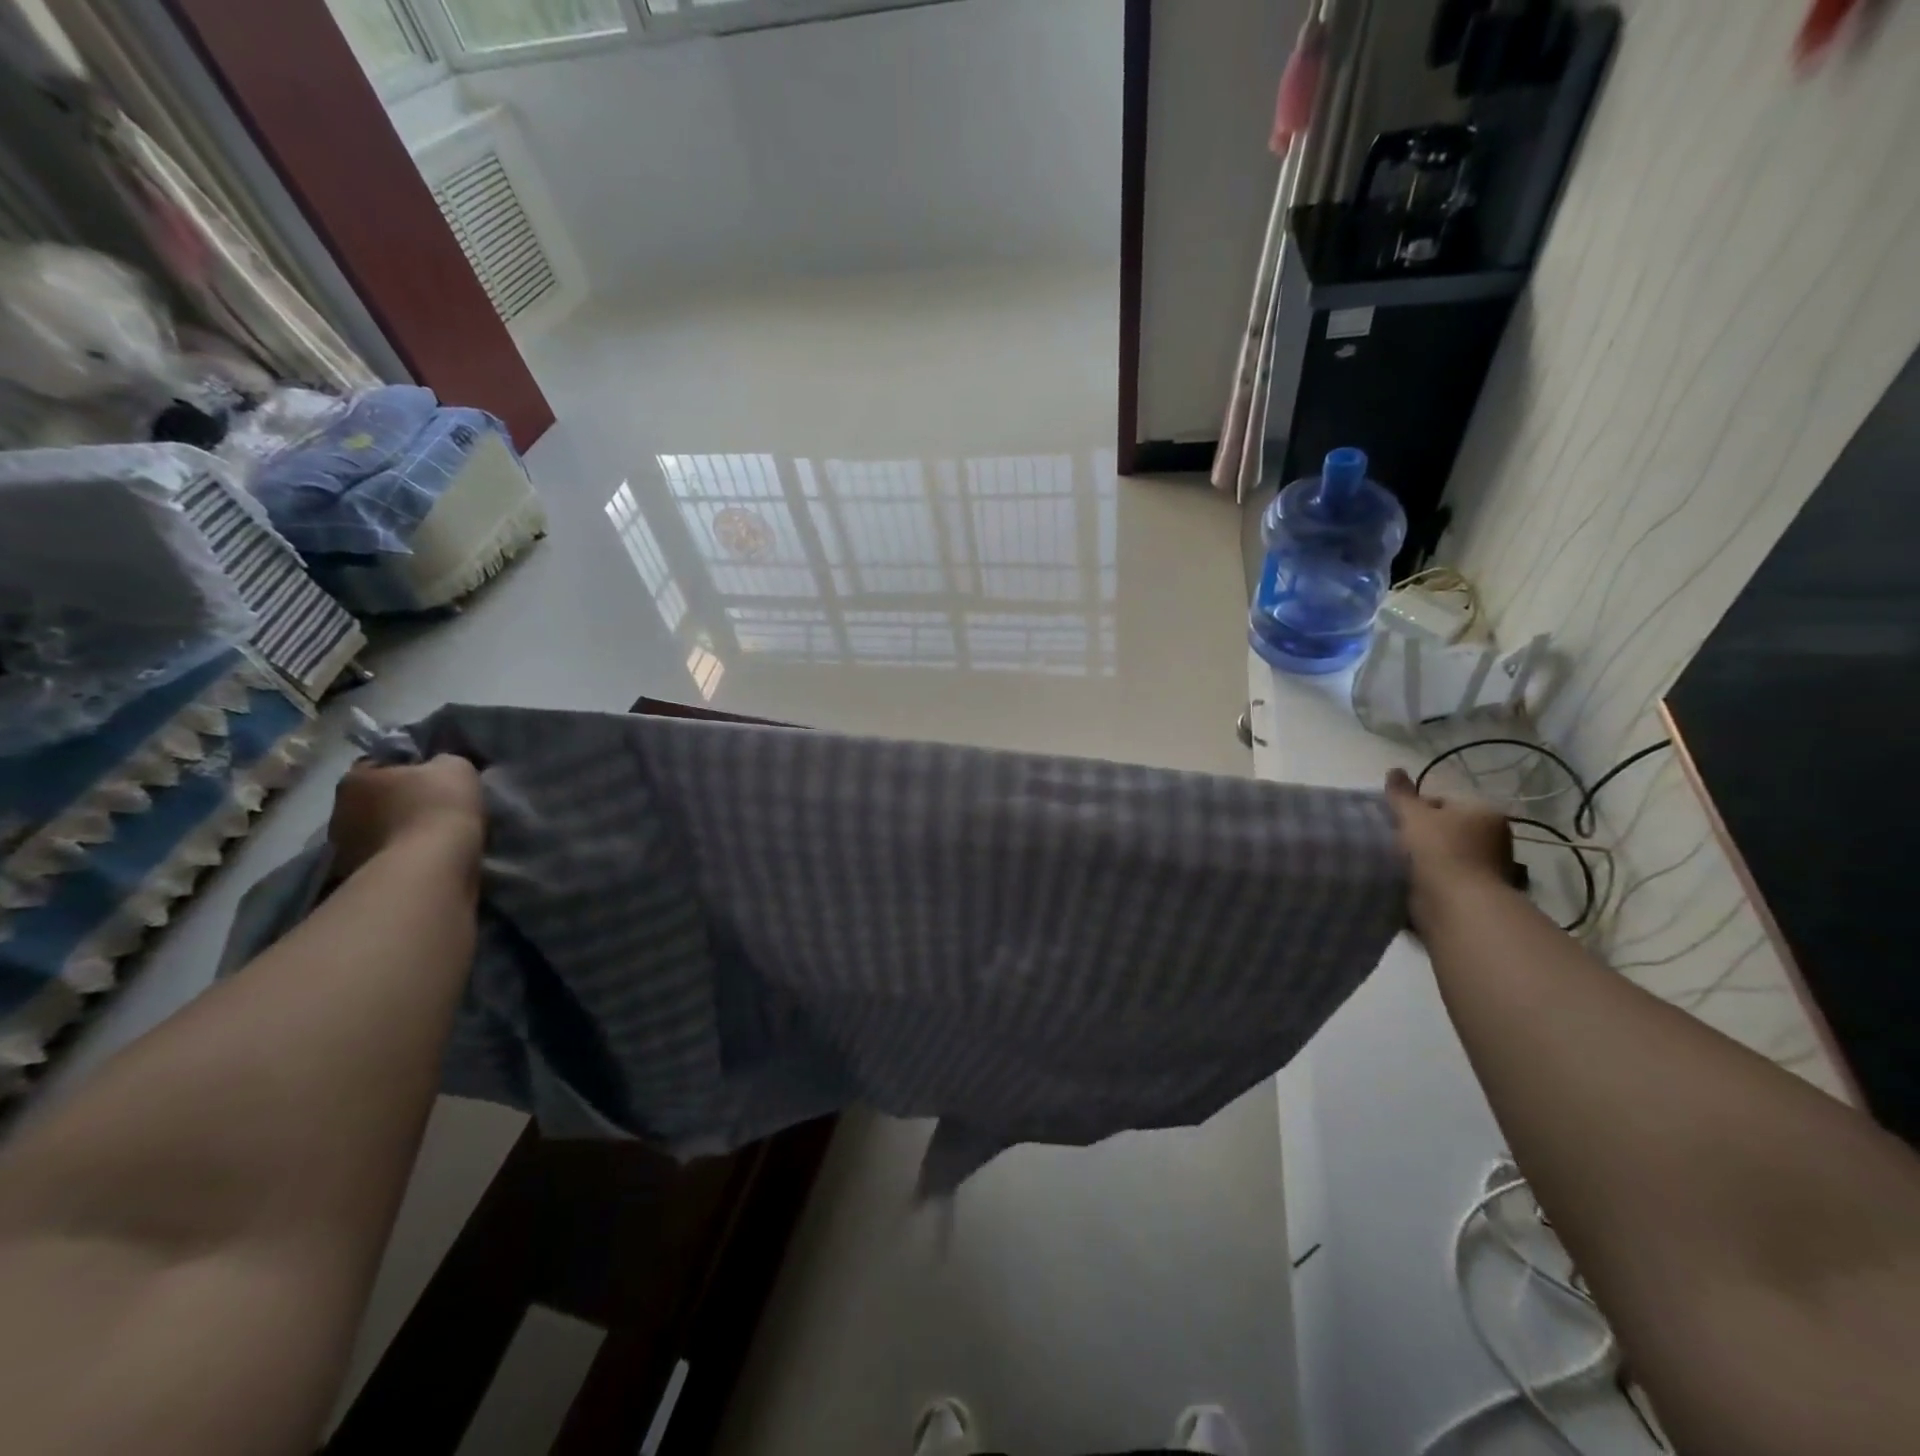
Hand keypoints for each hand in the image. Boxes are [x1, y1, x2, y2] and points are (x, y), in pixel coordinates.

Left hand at [328, 756, 483, 879]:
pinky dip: (398, 855)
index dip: (407, 768)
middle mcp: (338, 808)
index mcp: (356, 777)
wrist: (431, 867)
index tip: (433, 778)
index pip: (379, 764)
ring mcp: (343, 846)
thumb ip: (441, 762)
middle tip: (433, 808)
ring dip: (397, 831)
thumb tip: (436, 769)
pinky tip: (423, 858)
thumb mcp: (455, 767)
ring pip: (376, 830)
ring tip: (430, 837)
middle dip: (398, 802)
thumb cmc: (440, 806)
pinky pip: (381, 857)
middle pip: (374, 799)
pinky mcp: (355, 876)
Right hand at [1385, 767, 1514, 933]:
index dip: (1415, 810)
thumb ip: (1401, 794)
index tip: (1396, 822)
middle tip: (1393, 842)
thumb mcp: (1413, 815)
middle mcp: (1494, 838)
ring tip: (1396, 864)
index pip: (1443, 802)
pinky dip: (1427, 880)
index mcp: (1485, 813)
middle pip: (1443, 829)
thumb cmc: (1438, 850)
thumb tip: (1394, 769)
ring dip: (1422, 860)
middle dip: (1418, 835)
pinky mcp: (1475, 894)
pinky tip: (1407, 882)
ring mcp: (1488, 868)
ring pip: (1442, 855)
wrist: (1455, 905)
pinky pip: (1443, 879)